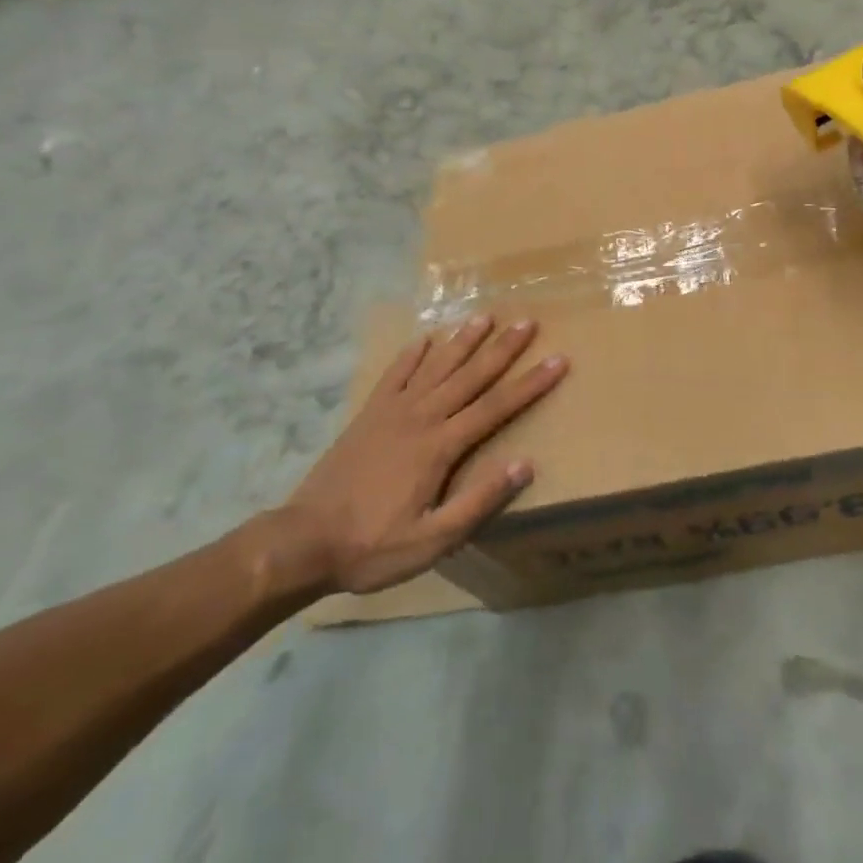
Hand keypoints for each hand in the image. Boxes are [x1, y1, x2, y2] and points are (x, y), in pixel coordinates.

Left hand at [263, 316, 568, 596]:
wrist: (304, 541)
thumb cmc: (373, 546)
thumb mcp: (432, 540)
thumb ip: (479, 501)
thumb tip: (524, 464)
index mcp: (440, 446)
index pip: (496, 407)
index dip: (530, 383)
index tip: (558, 359)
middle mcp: (420, 417)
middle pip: (470, 376)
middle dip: (502, 349)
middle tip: (527, 322)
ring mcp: (391, 412)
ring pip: (436, 366)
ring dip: (462, 340)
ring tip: (485, 316)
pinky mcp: (368, 414)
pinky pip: (395, 375)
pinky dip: (412, 354)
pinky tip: (425, 337)